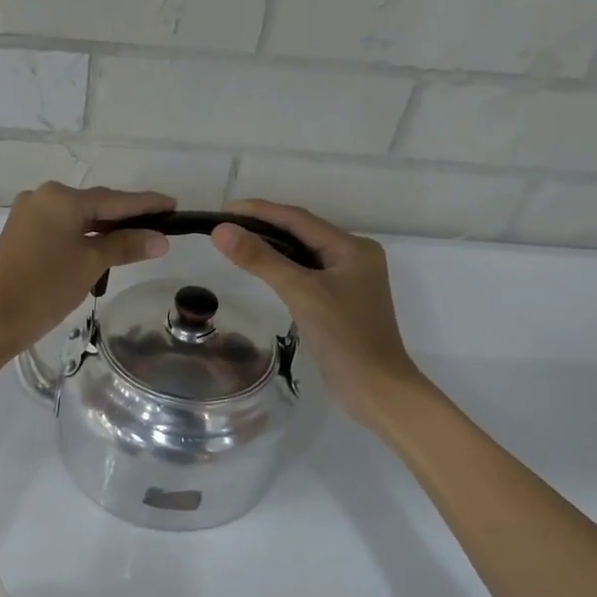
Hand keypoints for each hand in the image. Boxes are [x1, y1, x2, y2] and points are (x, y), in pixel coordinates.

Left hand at [0, 183, 173, 364]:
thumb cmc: (45, 288)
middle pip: (95, 204)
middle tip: (160, 225)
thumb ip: (126, 246)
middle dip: (126, 216)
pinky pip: (61, 228)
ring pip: (77, 217)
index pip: (114, 199)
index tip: (174, 205)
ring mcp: (28, 215)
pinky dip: (84, 236)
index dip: (146, 204)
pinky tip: (102, 245)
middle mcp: (42, 197)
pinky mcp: (21, 234)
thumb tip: (160, 239)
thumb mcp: (91, 264)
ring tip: (137, 238)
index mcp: (60, 197)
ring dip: (105, 228)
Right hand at [210, 199, 422, 428]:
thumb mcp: (300, 292)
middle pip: (301, 233)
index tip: (223, 209)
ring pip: (303, 254)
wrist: (375, 387)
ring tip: (236, 243)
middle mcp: (353, 257)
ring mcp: (348, 280)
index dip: (259, 210)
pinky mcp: (339, 301)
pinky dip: (282, 268)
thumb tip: (221, 230)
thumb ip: (261, 259)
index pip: (299, 219)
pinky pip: (305, 274)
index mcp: (352, 247)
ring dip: (271, 247)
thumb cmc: (343, 336)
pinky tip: (262, 270)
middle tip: (224, 225)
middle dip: (263, 226)